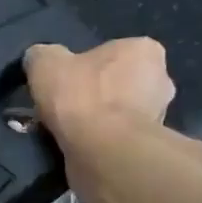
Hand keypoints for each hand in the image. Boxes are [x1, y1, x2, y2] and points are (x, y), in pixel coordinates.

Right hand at [24, 39, 175, 149]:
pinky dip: (100, 145)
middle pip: (119, 84)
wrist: (102, 152)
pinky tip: (79, 150)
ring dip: (98, 122)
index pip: (112, 53)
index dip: (85, 67)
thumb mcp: (45, 63)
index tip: (65, 83)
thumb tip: (39, 60)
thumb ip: (42, 56)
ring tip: (68, 133)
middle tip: (65, 109)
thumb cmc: (80, 97)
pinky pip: (117, 141)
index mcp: (144, 50)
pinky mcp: (148, 149)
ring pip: (119, 115)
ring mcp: (159, 118)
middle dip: (96, 96)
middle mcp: (161, 80)